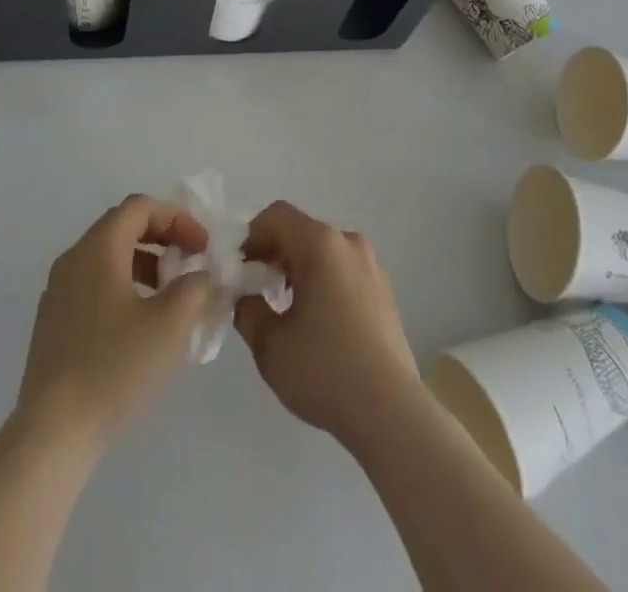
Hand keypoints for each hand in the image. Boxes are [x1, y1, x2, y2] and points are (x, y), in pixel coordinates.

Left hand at [15, 194, 212, 452]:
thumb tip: (199, 275)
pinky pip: (94, 283)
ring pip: (108, 257)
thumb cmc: (115, 368)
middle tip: (190, 263)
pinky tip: (140, 325)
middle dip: (162, 238)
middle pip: (123, 226)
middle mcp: (74, 258)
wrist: (52, 433)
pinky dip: (124, 285)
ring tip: (170, 296)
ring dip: (145, 263)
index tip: (202, 247)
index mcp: (99, 248)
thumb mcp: (171, 324)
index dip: (177, 218)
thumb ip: (195, 287)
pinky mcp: (52, 321)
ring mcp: (58, 290)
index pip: (140, 207)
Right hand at [232, 201, 423, 447]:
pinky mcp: (384, 290)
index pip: (276, 216)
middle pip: (300, 231)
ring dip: (297, 267)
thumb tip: (245, 296)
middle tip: (254, 289)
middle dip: (272, 253)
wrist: (391, 412)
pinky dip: (322, 280)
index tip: (237, 270)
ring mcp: (371, 265)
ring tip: (283, 307)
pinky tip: (316, 321)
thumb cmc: (325, 370)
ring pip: (323, 250)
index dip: (250, 237)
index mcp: (320, 244)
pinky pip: (342, 269)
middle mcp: (348, 243)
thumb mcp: (269, 345)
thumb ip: (247, 309)